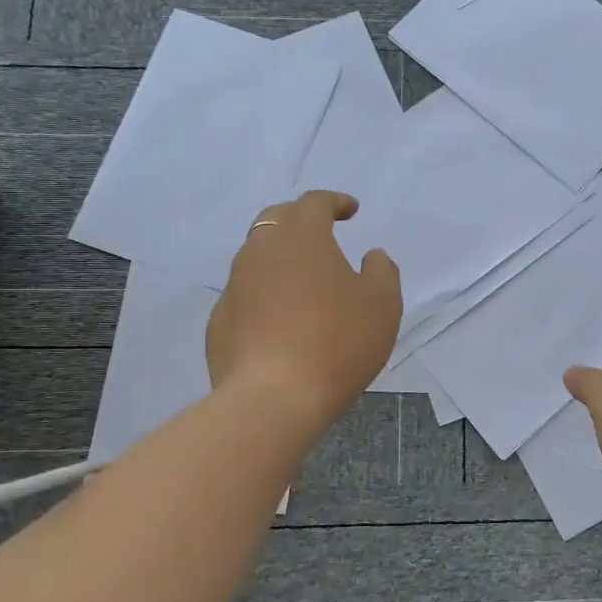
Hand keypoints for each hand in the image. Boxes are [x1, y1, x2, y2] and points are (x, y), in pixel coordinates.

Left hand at [207, 191, 401, 429]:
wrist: (273, 399)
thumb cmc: (337, 342)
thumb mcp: (383, 304)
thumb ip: (382, 271)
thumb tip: (372, 256)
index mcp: (301, 237)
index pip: (314, 203)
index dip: (334, 202)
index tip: (351, 211)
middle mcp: (260, 251)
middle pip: (276, 220)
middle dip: (300, 220)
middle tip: (322, 233)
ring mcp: (234, 287)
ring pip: (256, 257)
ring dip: (280, 259)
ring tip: (304, 281)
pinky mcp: (219, 322)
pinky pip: (245, 296)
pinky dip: (264, 296)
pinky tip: (281, 321)